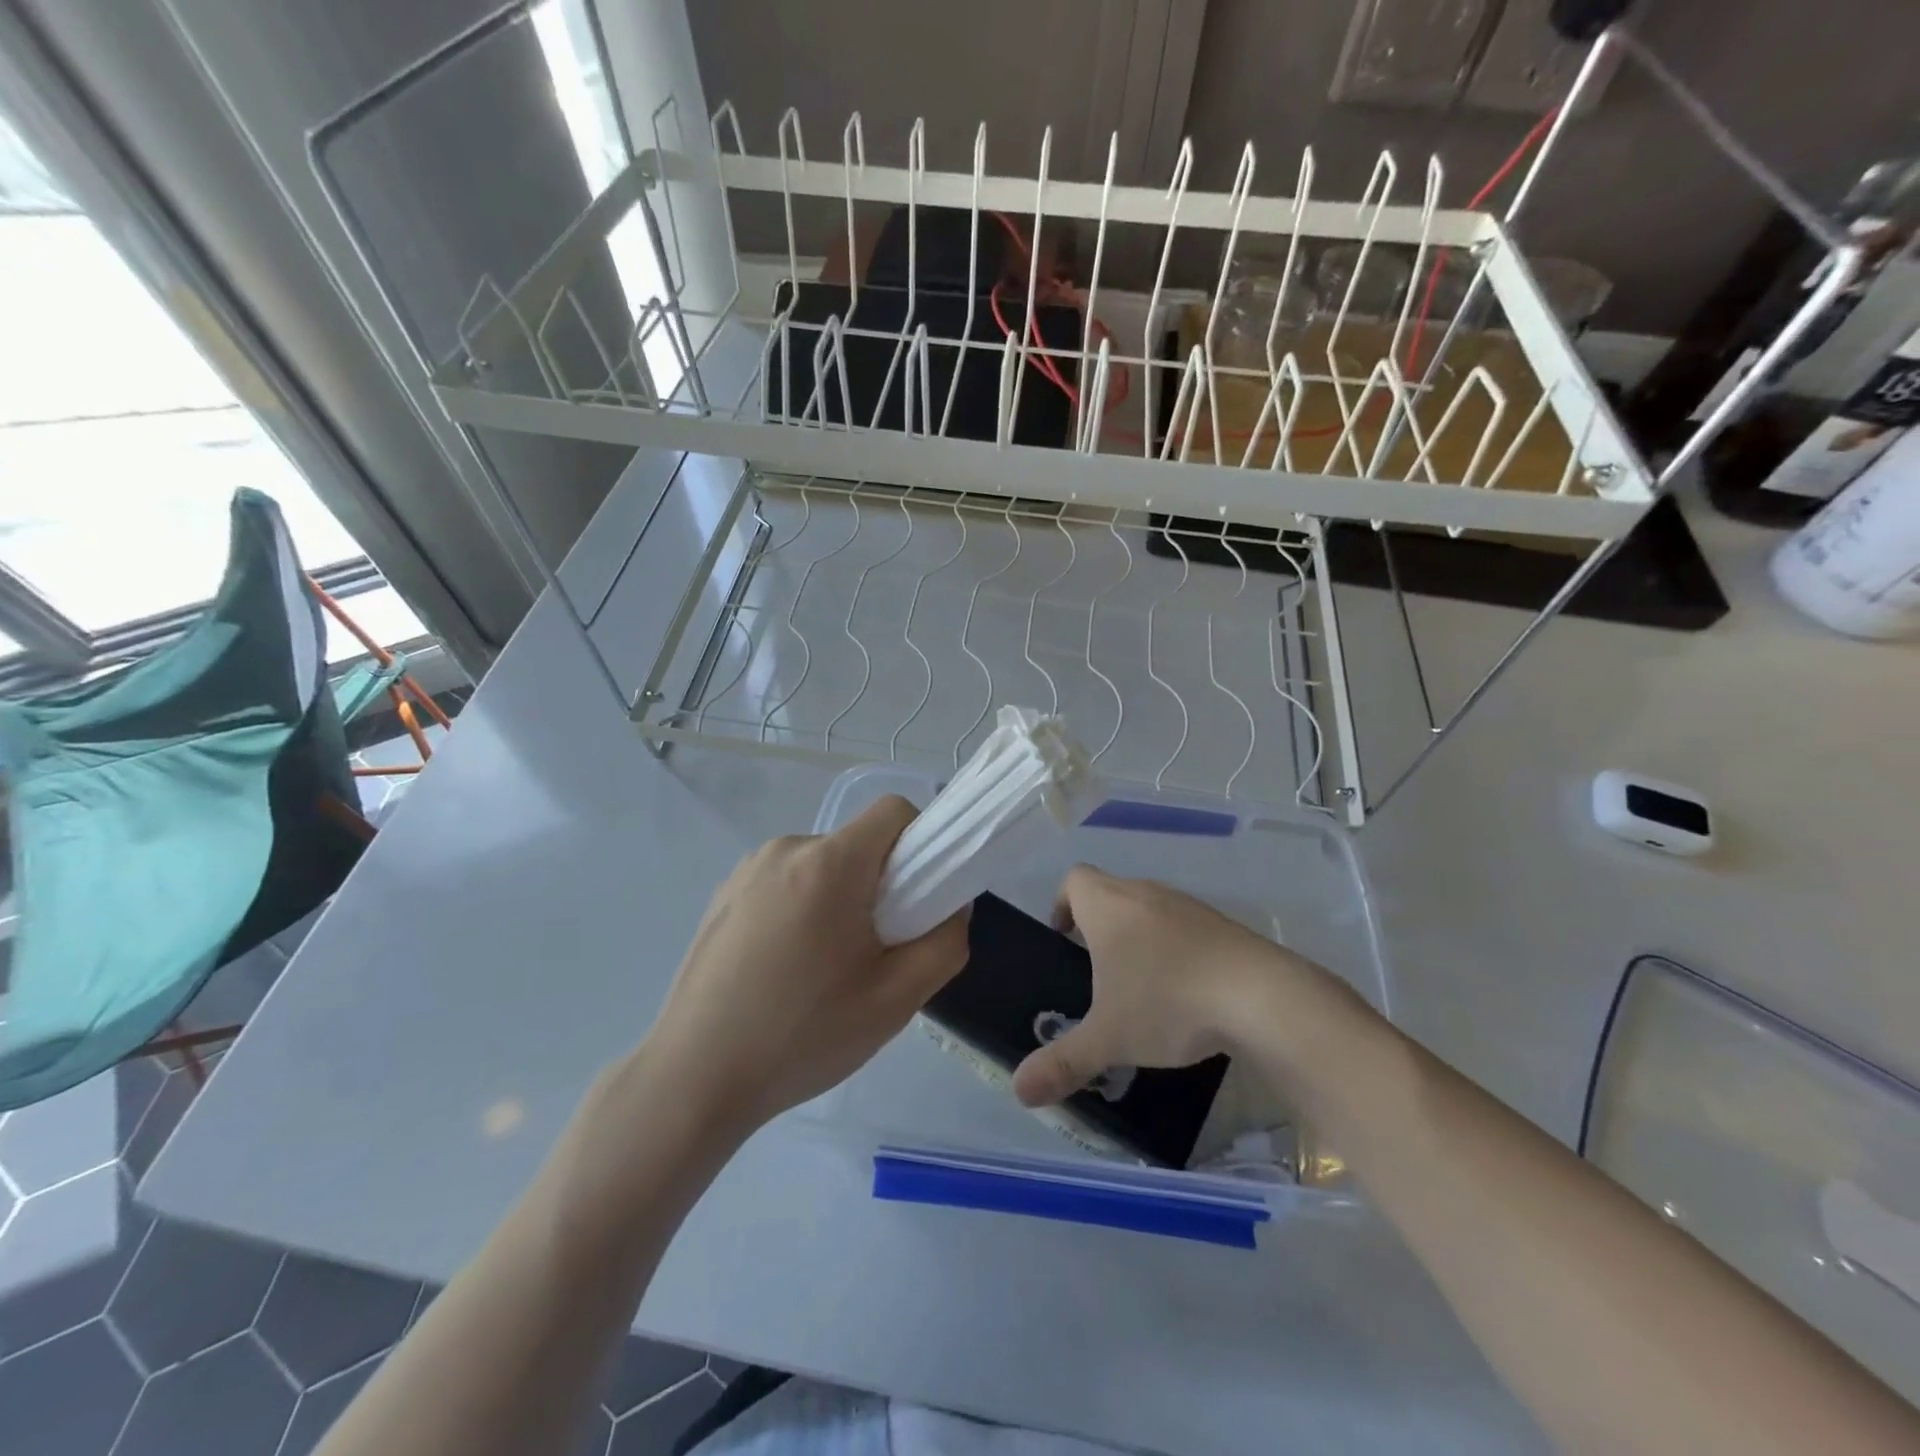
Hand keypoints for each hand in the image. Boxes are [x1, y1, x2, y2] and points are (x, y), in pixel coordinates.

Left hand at [644, 796, 968, 1135]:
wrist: (694, 1079)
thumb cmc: (803, 1035)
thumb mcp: (897, 999)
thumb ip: (945, 942)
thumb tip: (949, 907)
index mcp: (829, 863)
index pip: (894, 812)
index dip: (920, 845)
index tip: (917, 899)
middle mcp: (785, 849)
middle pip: (857, 844)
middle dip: (879, 885)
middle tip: (873, 952)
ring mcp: (746, 870)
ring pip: (820, 866)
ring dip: (837, 900)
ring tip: (822, 970)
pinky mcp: (722, 895)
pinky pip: (784, 883)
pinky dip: (800, 910)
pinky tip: (782, 971)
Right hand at [1011, 866, 1321, 1106]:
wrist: (1261, 996)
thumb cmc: (1167, 1002)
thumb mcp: (1108, 1039)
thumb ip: (1062, 1063)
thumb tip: (1019, 1091)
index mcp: (1108, 906)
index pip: (1073, 879)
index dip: (1061, 903)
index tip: (1062, 939)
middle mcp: (1144, 893)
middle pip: (1110, 892)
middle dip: (1098, 926)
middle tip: (1095, 973)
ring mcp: (1187, 905)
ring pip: (1148, 909)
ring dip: (1138, 937)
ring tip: (1140, 986)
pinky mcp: (1222, 924)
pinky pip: (1184, 927)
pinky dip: (1175, 949)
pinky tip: (1185, 992)